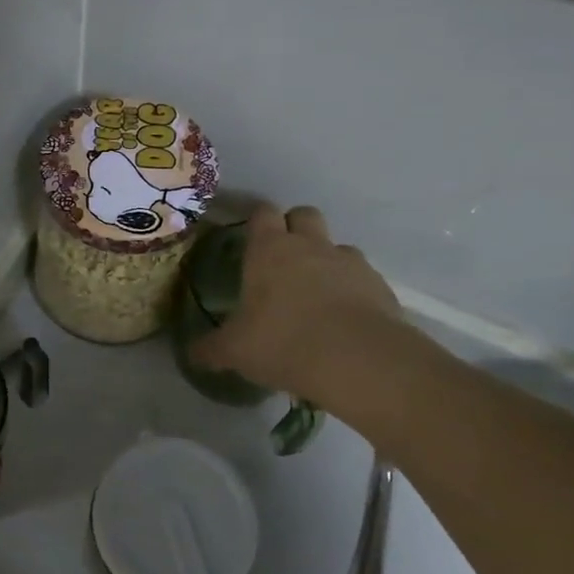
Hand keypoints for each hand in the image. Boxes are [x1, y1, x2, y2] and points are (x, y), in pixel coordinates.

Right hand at [188, 204, 413, 406]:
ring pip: (337, 246)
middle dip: (294, 228)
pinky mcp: (379, 286)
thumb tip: (193, 354)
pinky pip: (362, 277)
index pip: (262, 213)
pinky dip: (353, 290)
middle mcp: (310, 245)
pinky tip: (345, 319)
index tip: (250, 238)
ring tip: (317, 294)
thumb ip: (211, 349)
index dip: (256, 221)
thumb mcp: (235, 351)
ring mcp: (349, 262)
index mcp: (269, 250)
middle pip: (304, 214)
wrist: (358, 360)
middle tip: (282, 260)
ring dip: (326, 260)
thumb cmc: (283, 342)